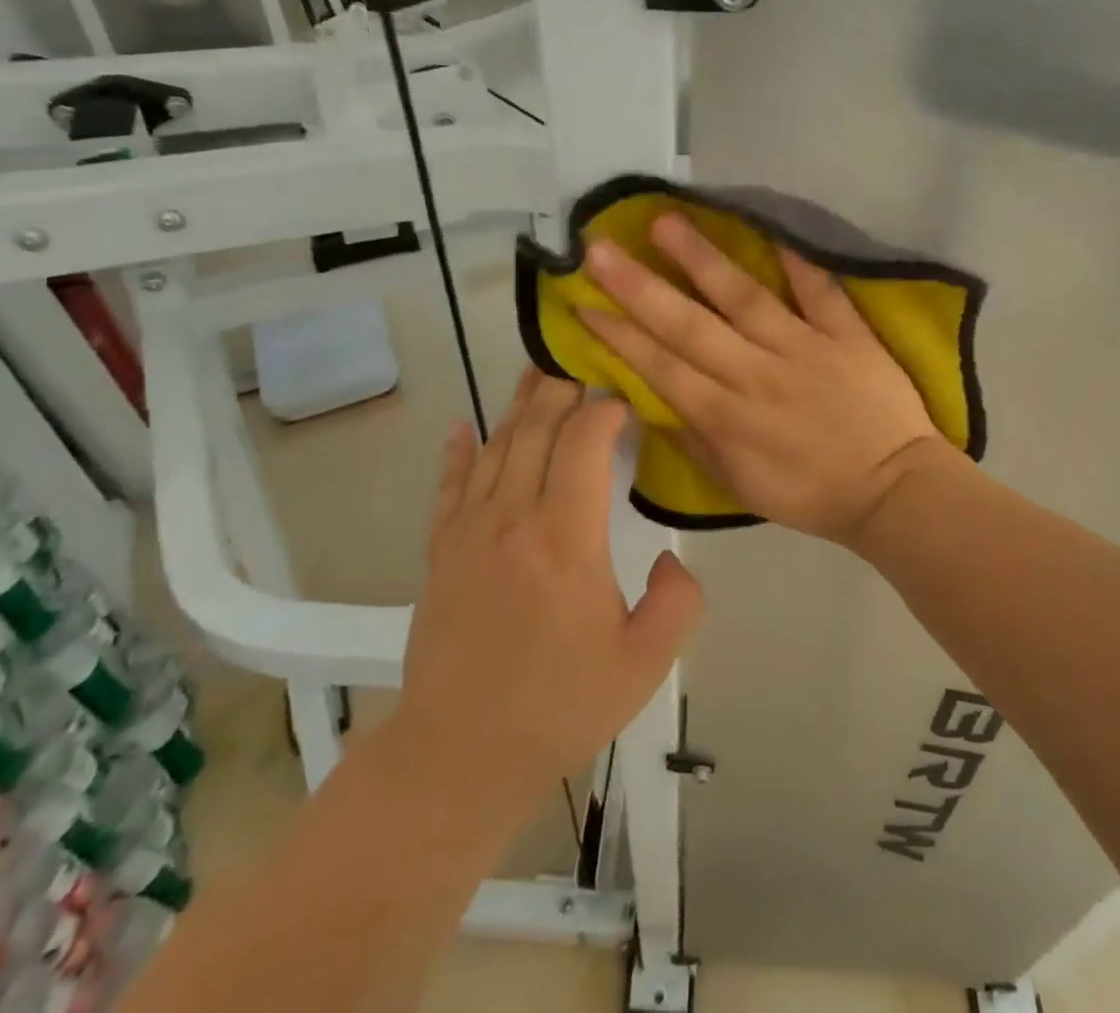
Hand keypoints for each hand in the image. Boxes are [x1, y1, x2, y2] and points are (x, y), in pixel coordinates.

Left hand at [391, 369, 704, 807]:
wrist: (458, 755)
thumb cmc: (558, 707)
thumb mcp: (644, 665)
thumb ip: (678, 601)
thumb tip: (671, 555)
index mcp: (566, 536)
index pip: (584, 441)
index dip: (606, 409)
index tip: (628, 402)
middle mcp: (513, 516)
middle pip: (536, 428)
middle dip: (563, 388)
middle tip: (584, 364)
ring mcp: (470, 530)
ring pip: (495, 446)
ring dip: (519, 405)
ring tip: (537, 373)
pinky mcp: (441, 551)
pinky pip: (449, 485)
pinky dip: (458, 452)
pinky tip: (462, 427)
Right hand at [580, 211, 954, 546]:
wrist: (893, 490)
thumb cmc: (810, 493)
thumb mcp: (738, 486)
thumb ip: (693, 441)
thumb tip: (653, 400)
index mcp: (726, 418)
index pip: (660, 368)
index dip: (618, 335)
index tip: (582, 301)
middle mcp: (756, 375)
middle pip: (689, 326)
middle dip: (639, 287)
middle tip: (599, 249)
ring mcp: (803, 349)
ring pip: (744, 298)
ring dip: (702, 260)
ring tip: (664, 222)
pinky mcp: (846, 335)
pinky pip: (820, 292)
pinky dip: (797, 261)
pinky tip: (768, 227)